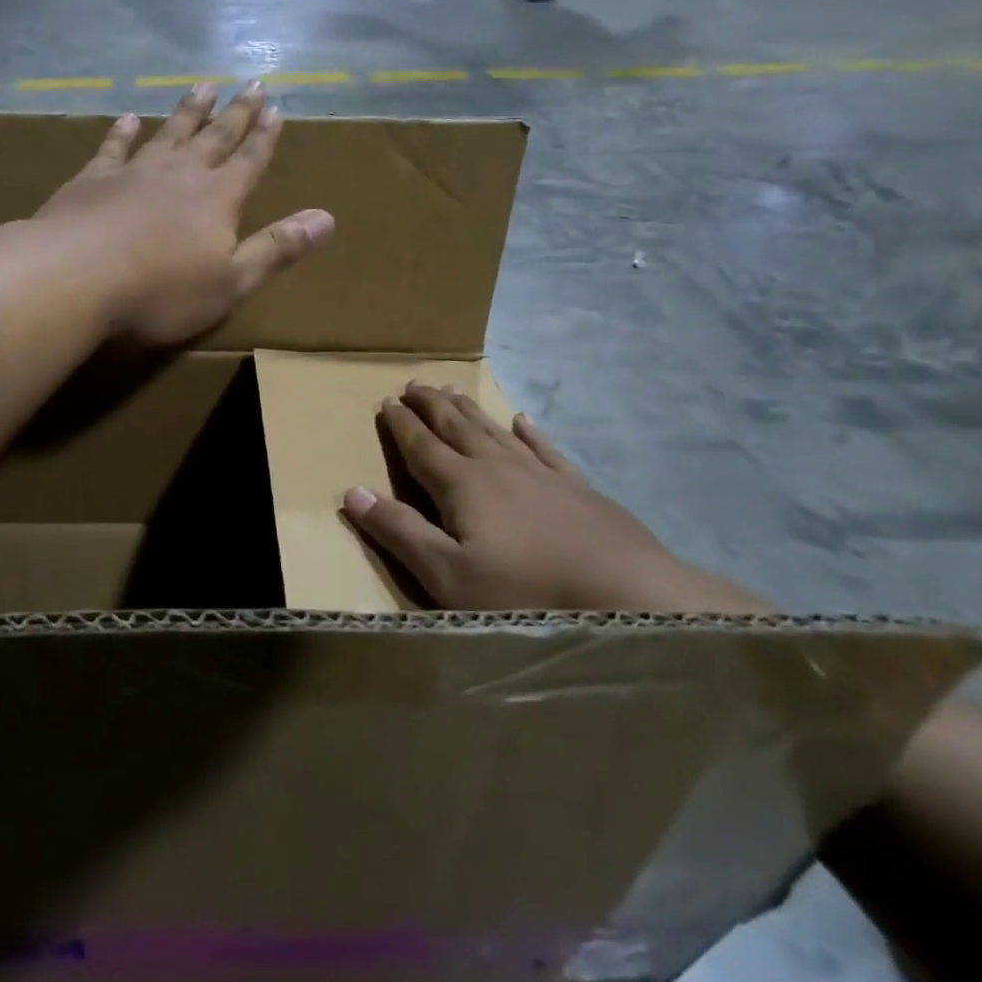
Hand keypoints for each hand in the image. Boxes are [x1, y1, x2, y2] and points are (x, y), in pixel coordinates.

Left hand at [34, 83, 333, 347]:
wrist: (76, 276)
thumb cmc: (161, 290)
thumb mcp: (231, 280)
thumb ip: (277, 248)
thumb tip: (326, 218)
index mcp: (217, 199)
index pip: (249, 161)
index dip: (264, 137)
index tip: (276, 107)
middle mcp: (181, 175)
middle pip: (214, 137)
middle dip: (236, 113)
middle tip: (251, 84)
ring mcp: (135, 172)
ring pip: (169, 132)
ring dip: (188, 111)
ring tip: (203, 87)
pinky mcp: (93, 180)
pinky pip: (114, 147)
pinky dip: (123, 131)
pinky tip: (129, 117)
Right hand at [340, 384, 765, 612]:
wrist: (629, 598)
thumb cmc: (524, 592)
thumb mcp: (447, 574)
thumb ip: (399, 531)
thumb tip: (352, 491)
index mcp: (462, 485)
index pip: (421, 446)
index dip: (401, 424)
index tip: (386, 401)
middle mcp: (498, 467)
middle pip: (457, 427)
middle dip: (432, 405)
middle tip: (414, 384)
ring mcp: (542, 475)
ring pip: (495, 431)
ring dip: (470, 410)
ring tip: (453, 391)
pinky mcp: (579, 490)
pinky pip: (545, 449)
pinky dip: (529, 433)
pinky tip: (522, 420)